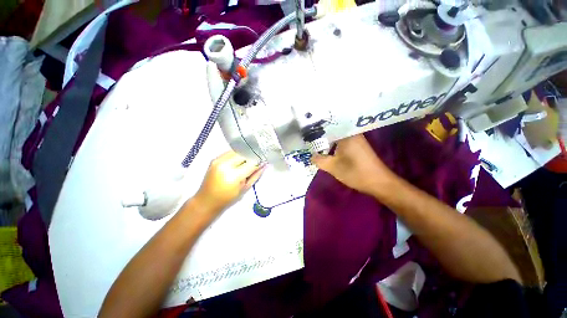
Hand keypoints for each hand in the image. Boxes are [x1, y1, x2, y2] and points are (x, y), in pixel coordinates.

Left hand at [194, 151, 265, 213]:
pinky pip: (230, 152)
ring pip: (237, 151)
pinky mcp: (214, 159)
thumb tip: (264, 165)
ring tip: (247, 161)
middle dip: (252, 157)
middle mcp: (225, 165)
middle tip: (257, 161)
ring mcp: (218, 160)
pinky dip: (237, 155)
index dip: (259, 161)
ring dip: (245, 155)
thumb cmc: (227, 199)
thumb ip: (256, 175)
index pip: (251, 163)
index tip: (264, 161)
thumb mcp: (245, 189)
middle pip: (244, 154)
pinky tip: (239, 161)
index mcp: (234, 175)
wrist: (206, 201)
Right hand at [312, 134, 395, 196]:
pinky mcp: (358, 147)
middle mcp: (352, 134)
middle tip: (309, 142)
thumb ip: (319, 160)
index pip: (327, 128)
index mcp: (346, 135)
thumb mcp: (332, 167)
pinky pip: (342, 143)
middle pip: (332, 132)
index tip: (306, 136)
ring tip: (316, 147)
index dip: (316, 132)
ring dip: (327, 144)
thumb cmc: (355, 172)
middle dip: (321, 139)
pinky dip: (334, 147)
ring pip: (337, 138)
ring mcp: (356, 140)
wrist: (379, 183)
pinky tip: (328, 152)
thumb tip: (311, 155)